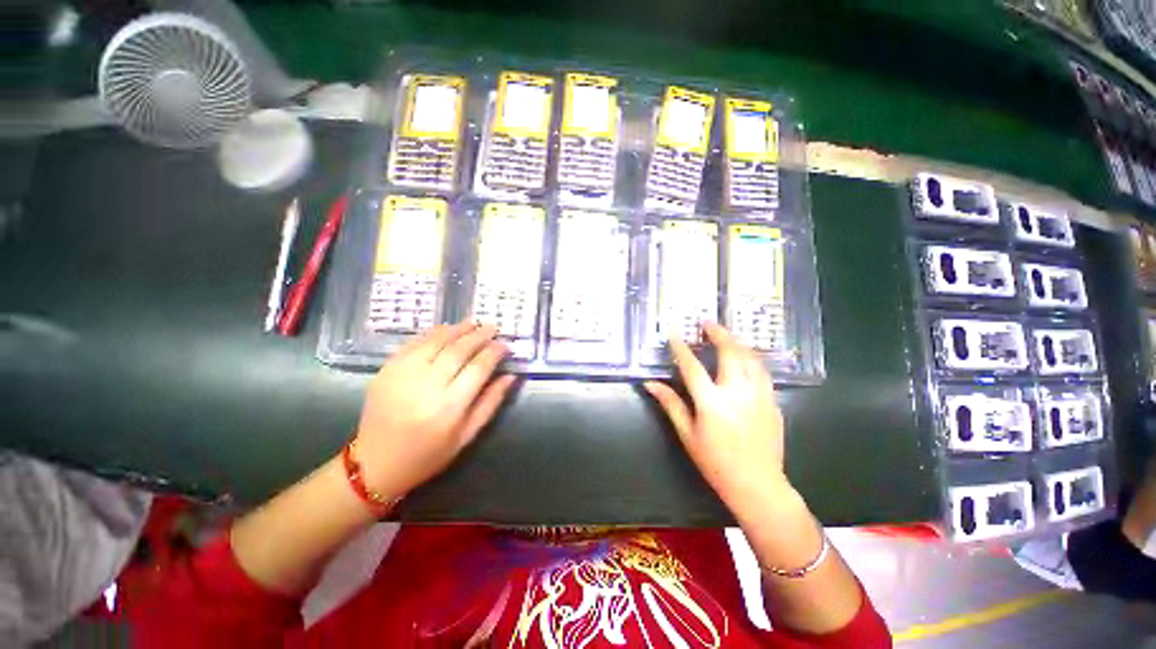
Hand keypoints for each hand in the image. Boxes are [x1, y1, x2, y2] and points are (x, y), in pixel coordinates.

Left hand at [351, 320, 516, 497]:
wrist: (375, 465)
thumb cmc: (428, 455)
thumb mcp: (467, 436)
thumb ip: (491, 403)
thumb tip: (511, 376)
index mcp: (449, 407)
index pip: (478, 368)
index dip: (494, 352)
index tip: (505, 345)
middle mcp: (426, 387)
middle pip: (458, 350)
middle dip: (479, 335)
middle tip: (492, 327)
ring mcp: (402, 376)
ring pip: (435, 341)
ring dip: (457, 329)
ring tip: (473, 322)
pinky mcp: (385, 372)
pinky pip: (412, 344)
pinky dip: (431, 334)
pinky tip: (445, 329)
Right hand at [644, 323, 791, 519]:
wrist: (758, 486)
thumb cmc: (716, 462)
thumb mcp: (687, 435)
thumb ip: (670, 404)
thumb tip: (650, 384)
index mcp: (712, 403)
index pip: (692, 366)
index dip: (680, 347)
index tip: (674, 331)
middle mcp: (738, 393)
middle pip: (730, 352)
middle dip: (718, 333)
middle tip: (708, 323)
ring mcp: (760, 396)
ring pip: (751, 358)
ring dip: (737, 342)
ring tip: (727, 335)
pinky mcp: (774, 402)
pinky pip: (763, 372)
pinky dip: (751, 359)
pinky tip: (745, 358)